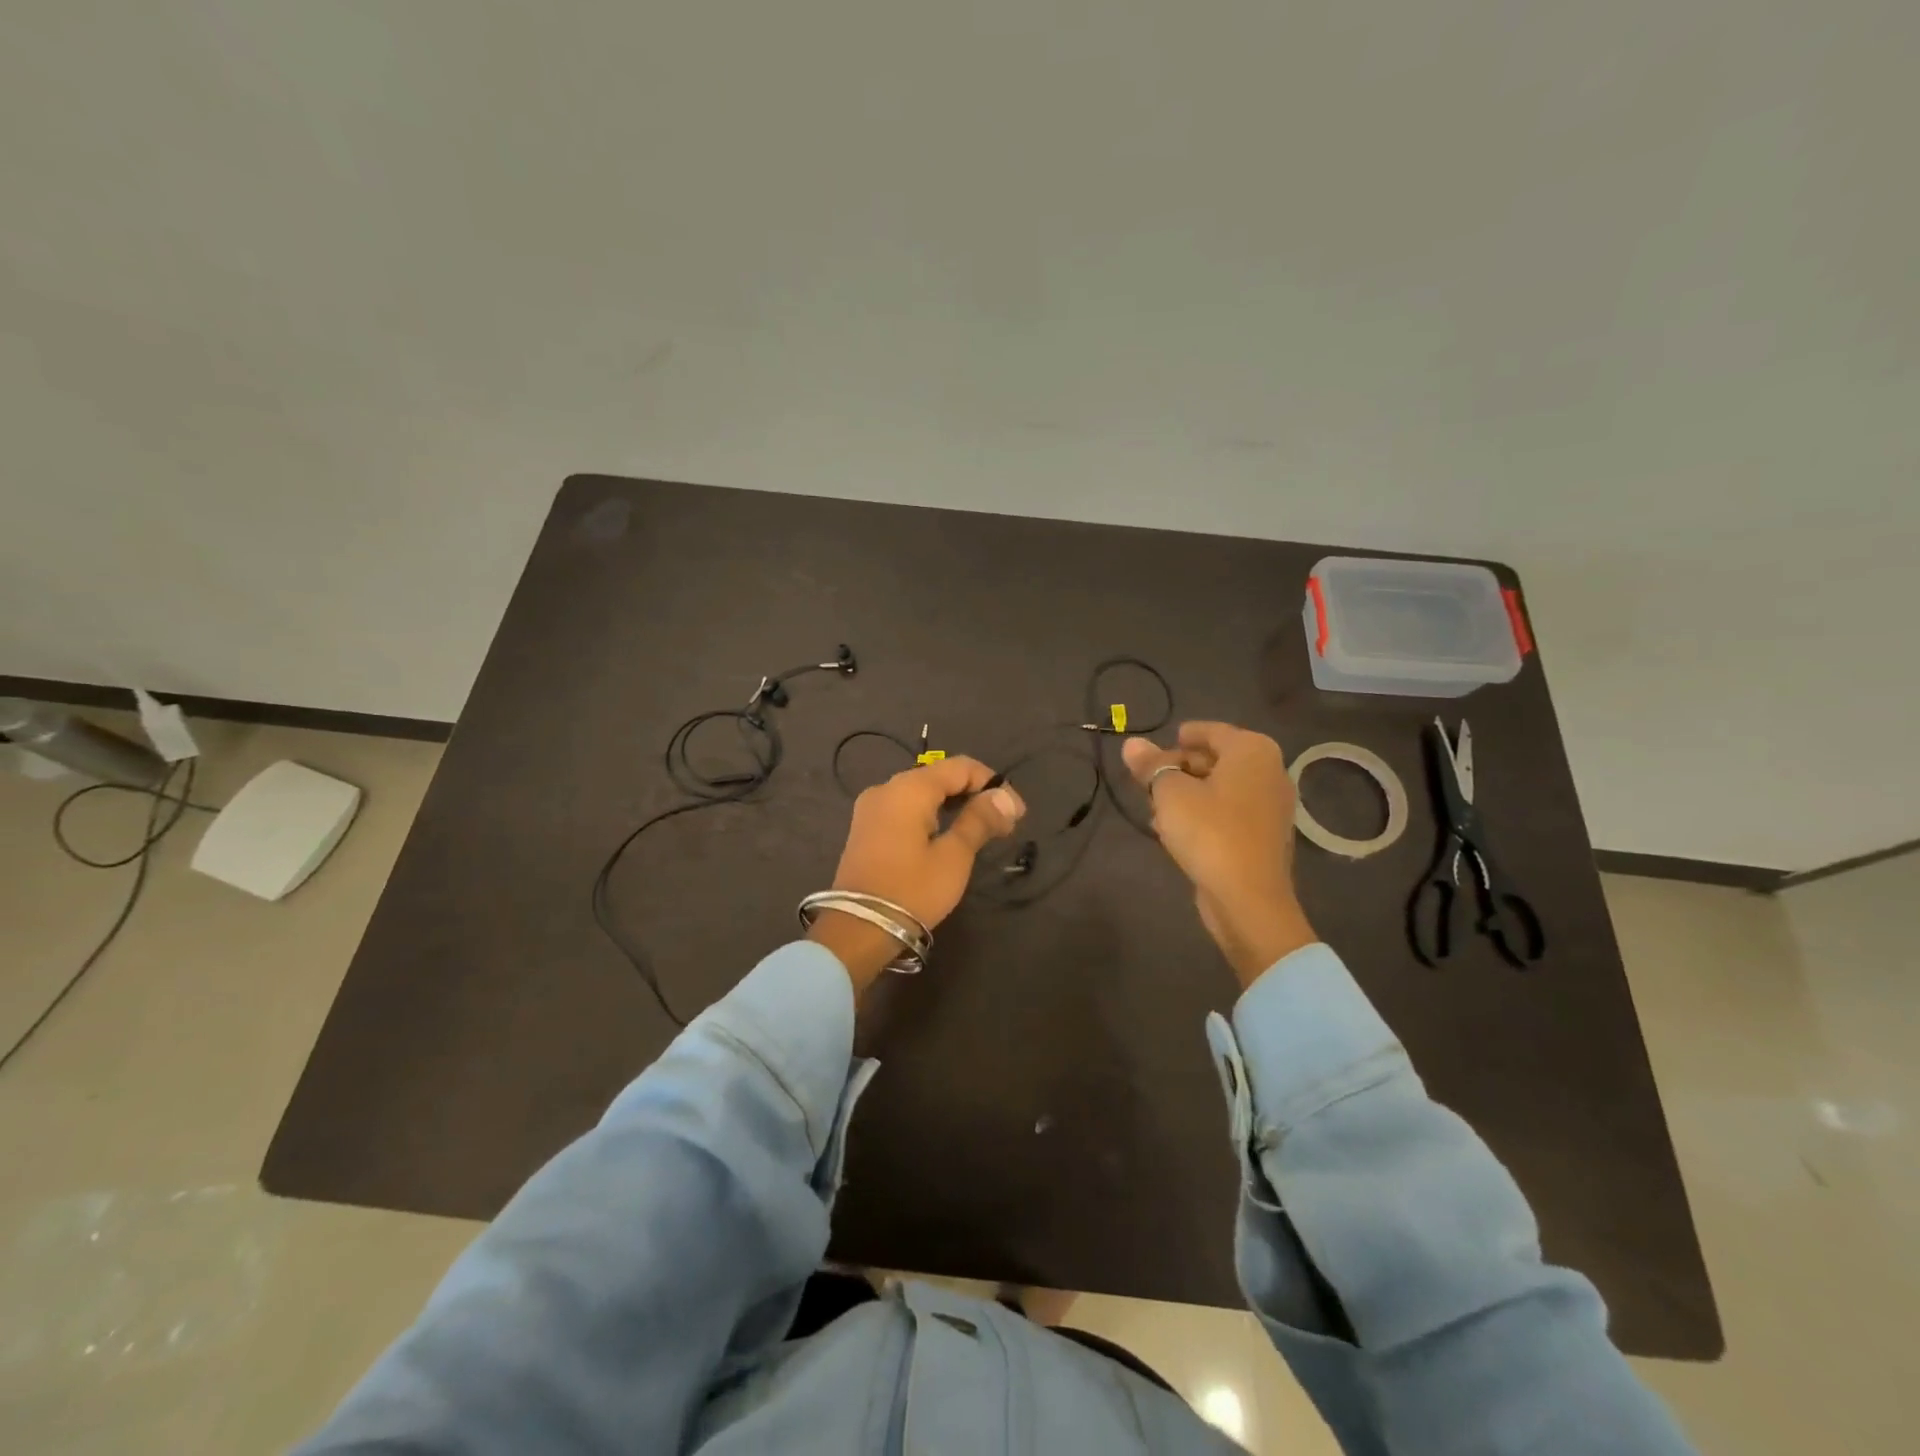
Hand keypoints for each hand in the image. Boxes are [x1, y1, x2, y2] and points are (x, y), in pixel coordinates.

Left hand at [810, 755, 1025, 994]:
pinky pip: (905, 809)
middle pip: (939, 777)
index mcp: (908, 788)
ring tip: (982, 831)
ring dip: (954, 806)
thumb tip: (1005, 797)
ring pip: (921, 794)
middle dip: (974, 794)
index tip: (1016, 812)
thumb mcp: (954, 856)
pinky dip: (931, 816)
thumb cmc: (911, 890)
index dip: (992, 784)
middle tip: (1004, 823)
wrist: (857, 929)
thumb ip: (979, 820)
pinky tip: (948, 836)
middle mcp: (886, 788)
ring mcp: (871, 808)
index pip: (960, 767)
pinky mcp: (865, 829)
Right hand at [1122, 722, 1316, 987]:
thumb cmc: (1209, 832)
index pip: (1212, 731)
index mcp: (1252, 751)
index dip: (1184, 736)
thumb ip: (1151, 766)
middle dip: (1181, 767)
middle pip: (1217, 759)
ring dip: (1190, 793)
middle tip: (1149, 780)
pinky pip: (1229, 813)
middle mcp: (1269, 772)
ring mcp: (1271, 806)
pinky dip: (1205, 814)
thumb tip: (1131, 744)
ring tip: (1156, 807)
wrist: (1248, 898)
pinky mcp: (1265, 837)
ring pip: (1222, 788)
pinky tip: (1176, 831)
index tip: (1160, 744)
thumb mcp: (1169, 793)